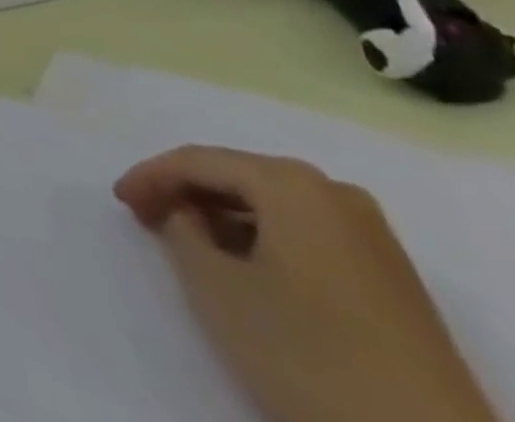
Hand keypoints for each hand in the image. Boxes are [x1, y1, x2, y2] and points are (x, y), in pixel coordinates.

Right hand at [115, 146, 496, 421]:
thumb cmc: (309, 354)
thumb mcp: (216, 287)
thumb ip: (181, 230)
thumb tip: (186, 214)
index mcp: (291, 181)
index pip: (198, 160)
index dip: (150, 176)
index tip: (119, 201)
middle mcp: (334, 191)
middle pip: (238, 177)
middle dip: (188, 195)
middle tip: (147, 217)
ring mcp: (373, 236)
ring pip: (274, 208)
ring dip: (225, 220)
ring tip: (190, 246)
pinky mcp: (395, 280)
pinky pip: (307, 236)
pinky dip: (265, 243)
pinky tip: (247, 271)